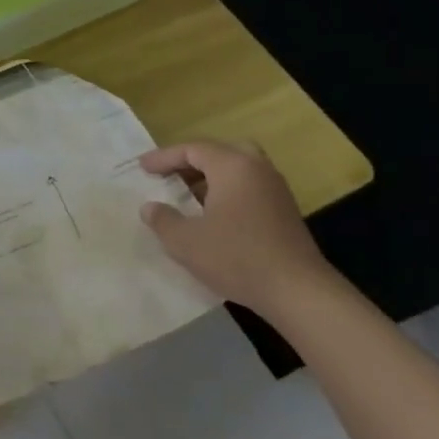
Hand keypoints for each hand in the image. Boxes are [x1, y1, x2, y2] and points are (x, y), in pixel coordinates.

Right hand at [140, 141, 335, 314]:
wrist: (295, 290)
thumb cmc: (235, 257)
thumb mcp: (184, 241)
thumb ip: (162, 219)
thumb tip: (150, 208)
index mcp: (233, 167)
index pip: (193, 149)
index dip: (164, 157)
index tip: (142, 168)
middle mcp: (257, 170)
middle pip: (221, 151)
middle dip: (192, 161)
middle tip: (170, 174)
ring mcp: (275, 190)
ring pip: (238, 169)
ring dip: (210, 177)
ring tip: (187, 196)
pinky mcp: (284, 211)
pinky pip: (249, 187)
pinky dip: (227, 191)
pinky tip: (212, 216)